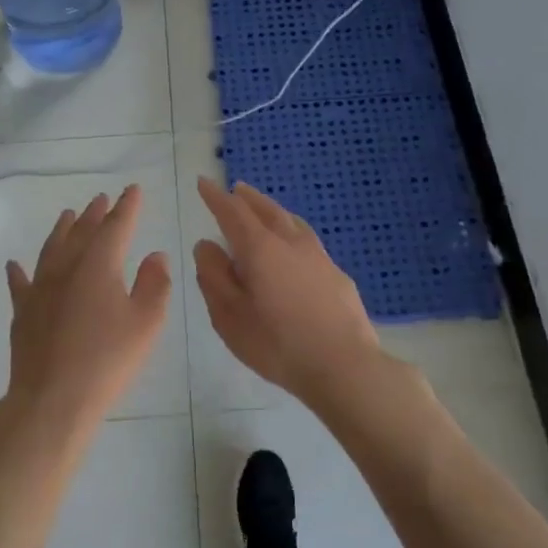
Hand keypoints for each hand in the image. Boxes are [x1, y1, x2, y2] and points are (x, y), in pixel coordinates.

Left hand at [2, 186, 171, 432]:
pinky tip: (14, 264)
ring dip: (62, 229)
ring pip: (51, 249)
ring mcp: (40, 289)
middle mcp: (67, 268)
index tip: (133, 190)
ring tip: (68, 215)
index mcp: (100, 266)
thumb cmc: (108, 361)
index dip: (127, 207)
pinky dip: (19, 272)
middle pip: (82, 232)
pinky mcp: (23, 312)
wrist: (53, 399)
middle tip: (102, 199)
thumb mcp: (146, 324)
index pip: (116, 227)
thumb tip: (155, 255)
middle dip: (95, 213)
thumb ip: (155, 285)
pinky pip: (20, 283)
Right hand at [193, 179, 385, 405]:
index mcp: (260, 249)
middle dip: (248, 198)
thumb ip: (214, 276)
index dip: (216, 197)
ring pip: (292, 222)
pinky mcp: (337, 275)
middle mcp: (291, 243)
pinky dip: (293, 232)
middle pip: (267, 210)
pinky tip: (295, 246)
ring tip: (265, 209)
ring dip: (274, 211)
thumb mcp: (230, 316)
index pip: (233, 212)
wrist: (344, 365)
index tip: (204, 183)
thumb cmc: (277, 344)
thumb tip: (207, 245)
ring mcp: (319, 257)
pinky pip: (309, 241)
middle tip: (236, 189)